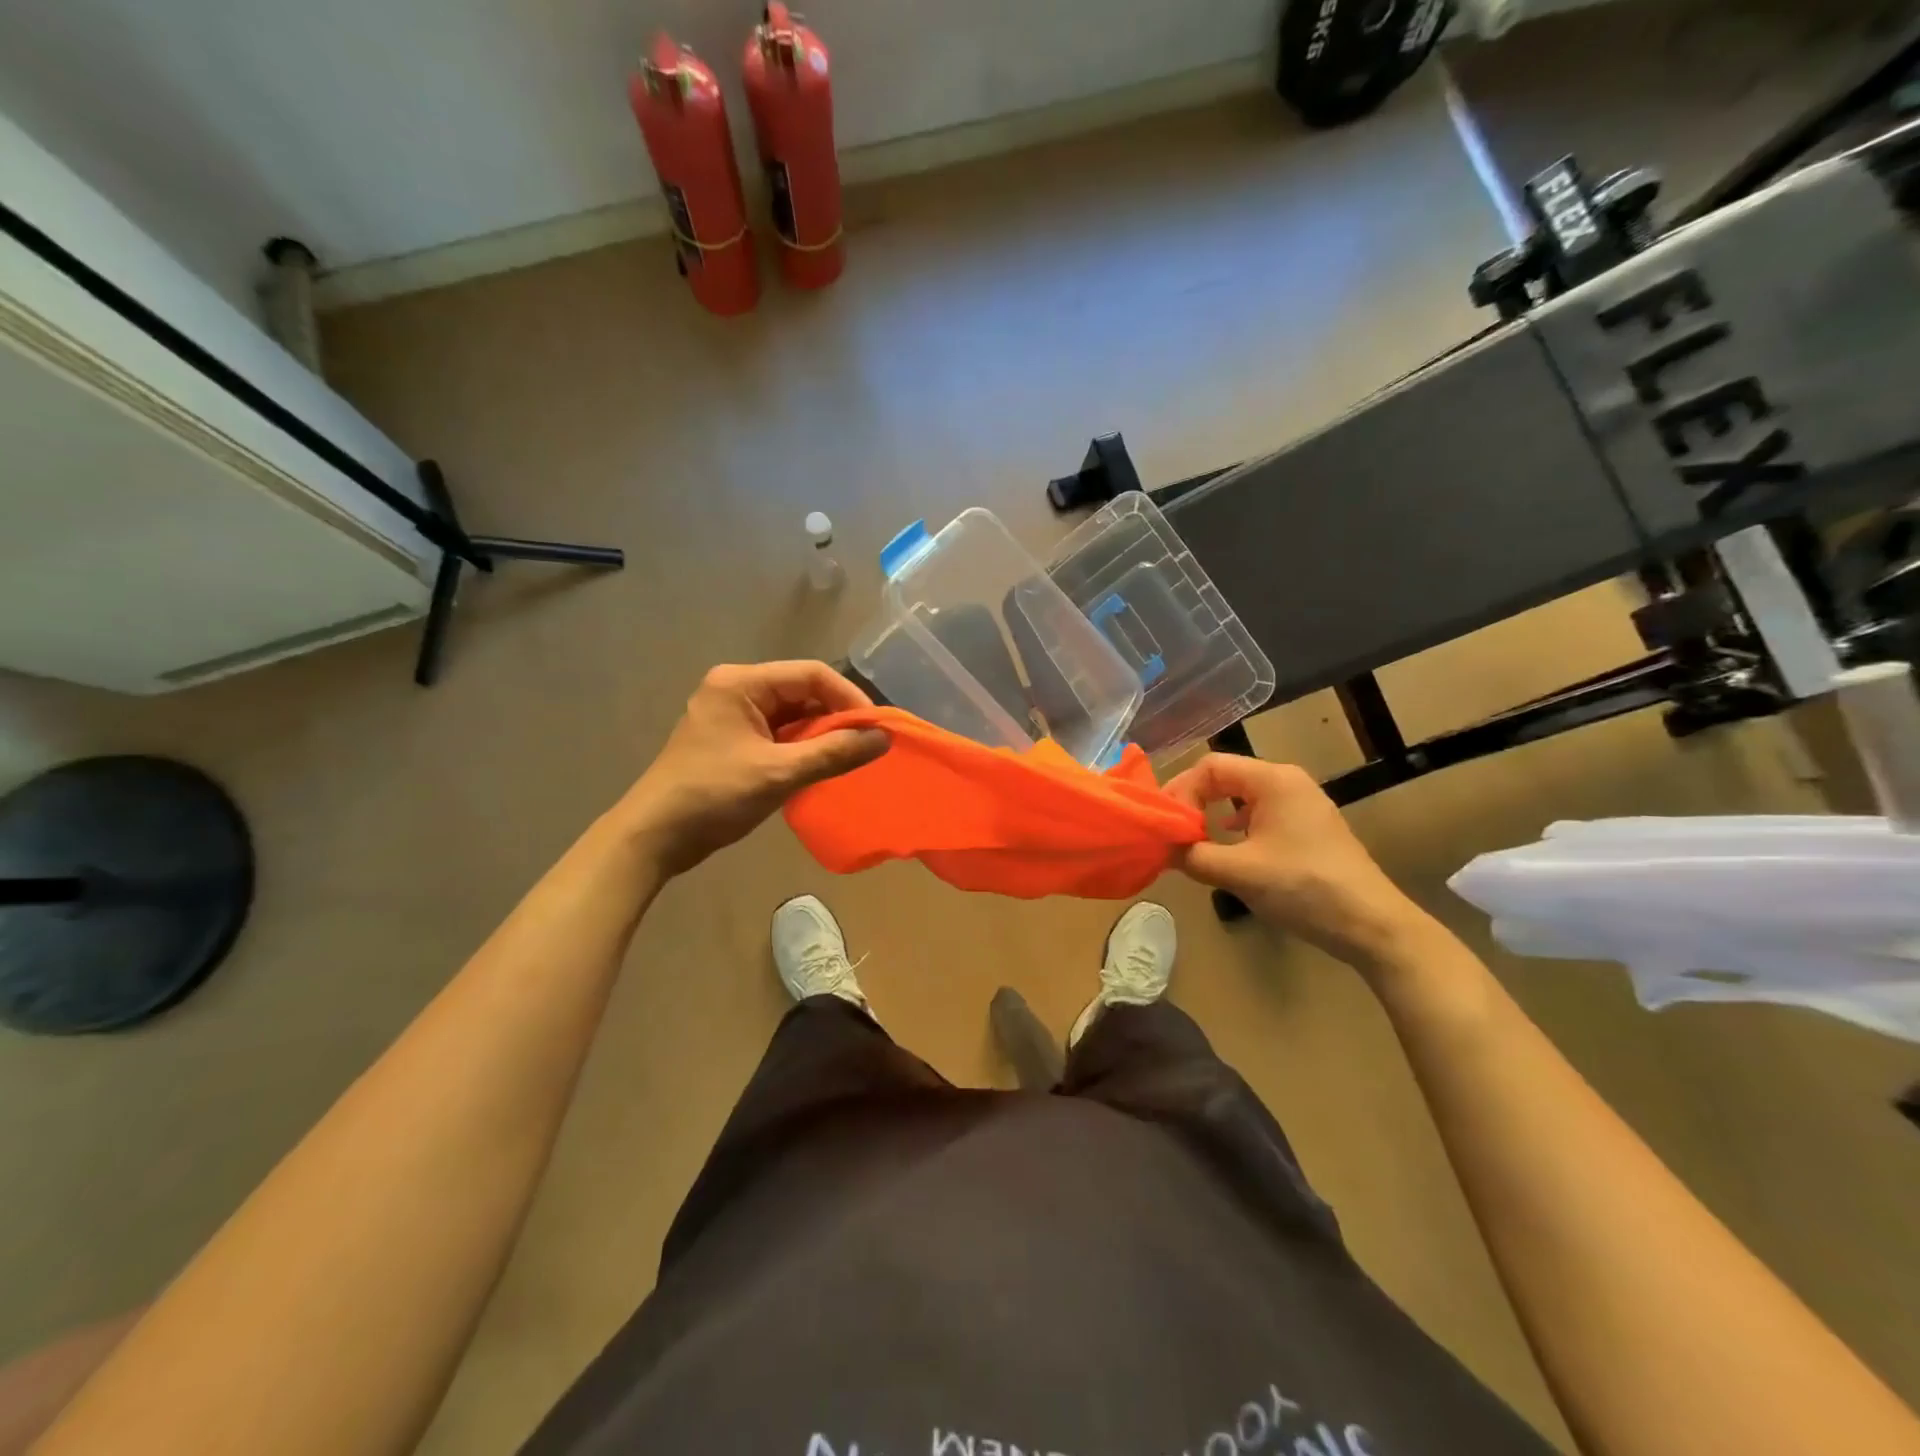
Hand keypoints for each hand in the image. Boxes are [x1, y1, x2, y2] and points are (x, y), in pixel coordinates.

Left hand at [616, 661, 888, 876]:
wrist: (654, 837)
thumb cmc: (713, 796)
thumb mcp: (778, 774)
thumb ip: (833, 753)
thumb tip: (883, 739)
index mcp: (742, 683)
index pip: (812, 674)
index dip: (849, 698)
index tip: (876, 729)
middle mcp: (737, 689)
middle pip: (802, 692)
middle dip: (837, 718)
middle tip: (867, 748)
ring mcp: (733, 715)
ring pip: (793, 715)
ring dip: (821, 736)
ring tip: (849, 760)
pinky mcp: (733, 740)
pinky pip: (779, 734)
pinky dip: (802, 749)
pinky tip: (820, 769)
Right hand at [1164, 754, 1426, 969]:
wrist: (1371, 926)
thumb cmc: (1304, 888)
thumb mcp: (1238, 872)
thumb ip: (1192, 855)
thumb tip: (1160, 848)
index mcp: (1273, 780)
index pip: (1210, 766)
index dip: (1180, 791)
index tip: (1165, 824)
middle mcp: (1287, 782)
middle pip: (1225, 777)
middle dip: (1193, 802)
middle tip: (1171, 832)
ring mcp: (1301, 805)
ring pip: (1241, 797)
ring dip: (1212, 815)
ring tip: (1193, 842)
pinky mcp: (1308, 829)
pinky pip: (1259, 815)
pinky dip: (1234, 827)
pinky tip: (1229, 850)